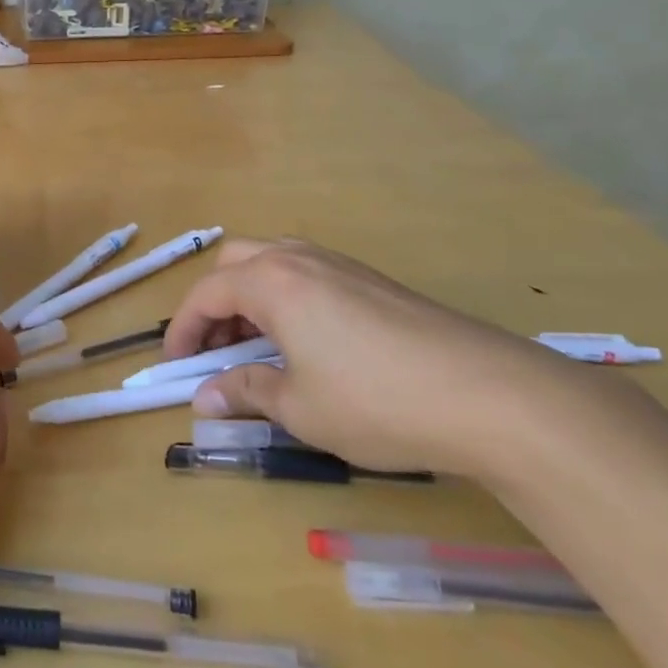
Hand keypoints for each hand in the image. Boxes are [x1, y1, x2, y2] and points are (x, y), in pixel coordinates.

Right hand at [165, 238, 574, 475]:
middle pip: (236, 262)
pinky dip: (287, 299)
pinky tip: (308, 343)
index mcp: (272, 282)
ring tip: (258, 346)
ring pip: (274, 263)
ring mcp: (342, 265)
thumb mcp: (300, 408)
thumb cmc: (377, 402)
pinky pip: (309, 275)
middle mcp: (301, 259)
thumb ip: (246, 393)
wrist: (491, 395)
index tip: (176, 365)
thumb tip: (204, 398)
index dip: (183, 328)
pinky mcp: (374, 281)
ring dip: (251, 297)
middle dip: (215, 302)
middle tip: (216, 349)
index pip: (206, 292)